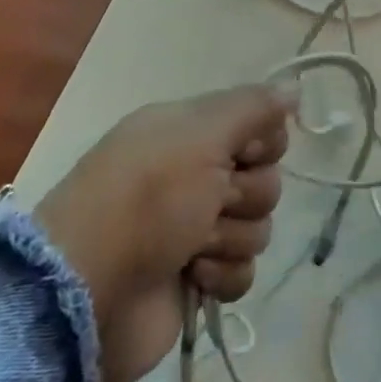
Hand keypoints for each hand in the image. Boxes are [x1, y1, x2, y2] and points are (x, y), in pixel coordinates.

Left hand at [34, 85, 294, 381]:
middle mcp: (195, 175)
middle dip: (245, 196)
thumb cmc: (145, 200)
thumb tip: (294, 87)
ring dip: (230, 238)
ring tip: (191, 247)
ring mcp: (194, 230)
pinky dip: (222, 276)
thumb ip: (252, 107)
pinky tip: (191, 278)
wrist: (86, 294)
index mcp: (190, 133)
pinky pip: (243, 271)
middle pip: (264, 180)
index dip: (262, 144)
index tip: (243, 154)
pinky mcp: (196, 279)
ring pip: (257, 227)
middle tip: (209, 204)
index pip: (260, 127)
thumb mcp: (200, 135)